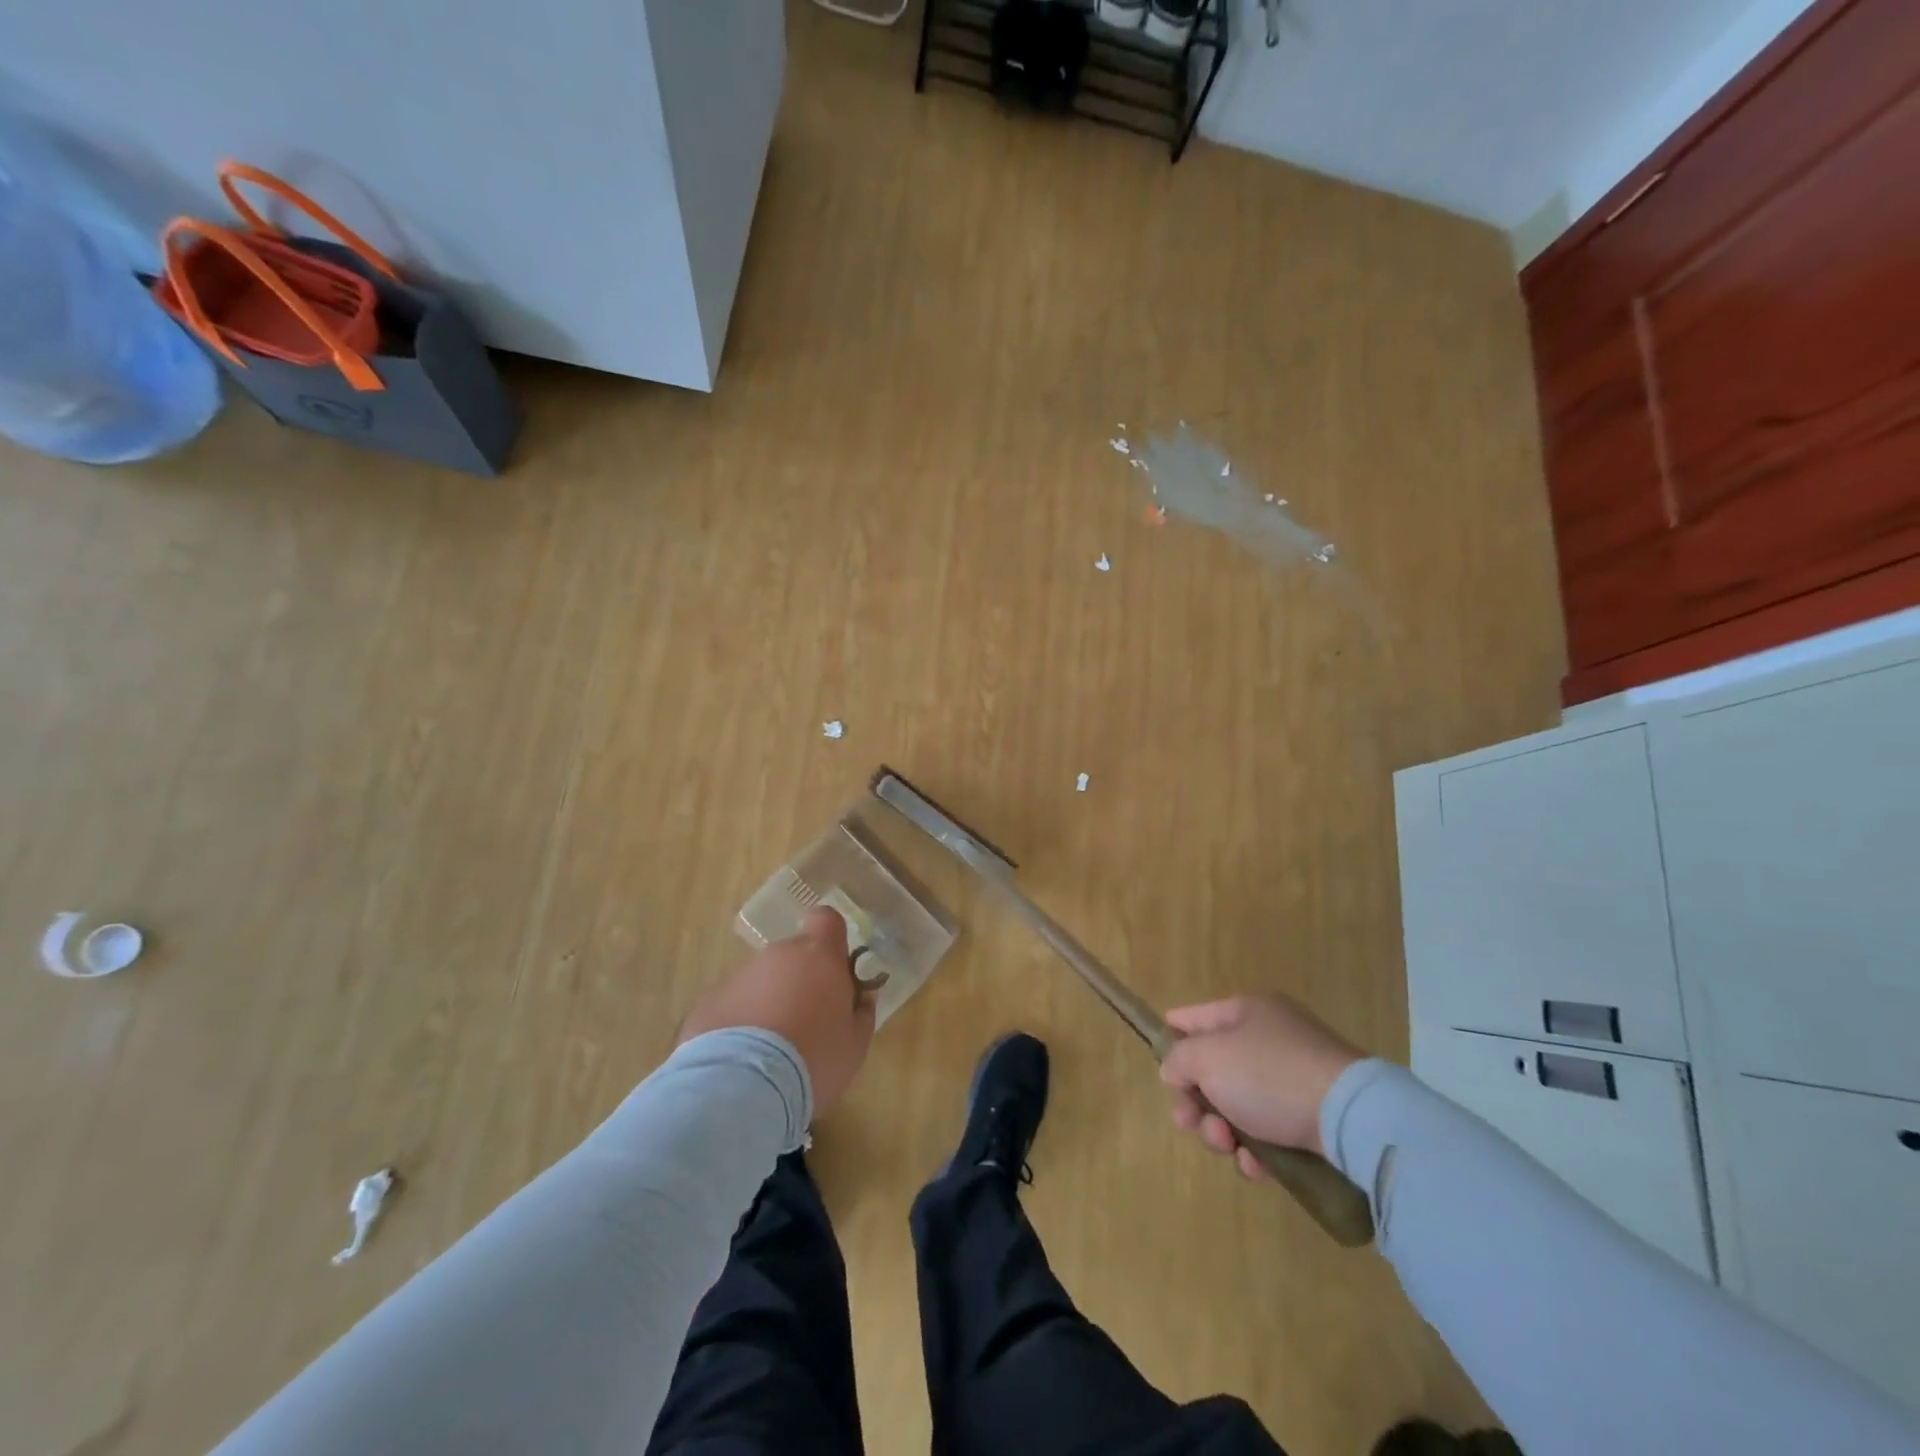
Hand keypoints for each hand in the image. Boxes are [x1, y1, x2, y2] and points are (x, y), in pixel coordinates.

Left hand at [679, 908, 877, 1115]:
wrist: (741, 1089)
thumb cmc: (813, 1060)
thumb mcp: (855, 1045)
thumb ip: (861, 1014)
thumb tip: (862, 997)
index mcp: (819, 956)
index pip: (826, 919)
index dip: (831, 939)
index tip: (835, 969)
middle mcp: (777, 955)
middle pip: (793, 956)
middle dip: (800, 982)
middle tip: (806, 1024)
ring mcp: (738, 977)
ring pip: (761, 982)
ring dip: (768, 1004)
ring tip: (770, 1053)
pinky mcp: (707, 1004)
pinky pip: (732, 1007)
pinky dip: (738, 1026)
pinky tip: (741, 1063)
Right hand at [1159, 994, 1362, 1175]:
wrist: (1353, 1119)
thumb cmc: (1270, 1075)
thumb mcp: (1208, 1058)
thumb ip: (1179, 1060)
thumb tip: (1174, 1070)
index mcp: (1247, 1012)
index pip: (1195, 1017)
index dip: (1172, 1038)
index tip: (1160, 1067)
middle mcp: (1270, 1039)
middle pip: (1214, 1070)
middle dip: (1196, 1102)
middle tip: (1190, 1123)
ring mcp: (1294, 1080)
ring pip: (1239, 1106)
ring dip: (1222, 1131)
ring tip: (1227, 1147)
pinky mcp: (1314, 1119)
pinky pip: (1270, 1133)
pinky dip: (1257, 1151)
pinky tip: (1256, 1166)